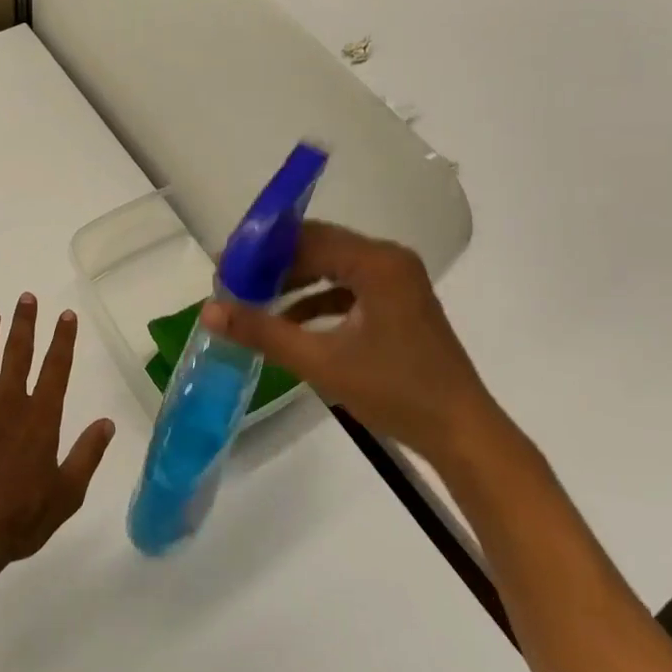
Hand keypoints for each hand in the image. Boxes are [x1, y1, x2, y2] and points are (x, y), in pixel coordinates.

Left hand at [0, 296, 114, 578]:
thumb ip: (87, 455)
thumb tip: (107, 423)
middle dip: (24, 324)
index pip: (56, 368)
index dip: (62, 340)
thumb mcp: (66, 495)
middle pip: (18, 354)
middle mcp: (8, 404)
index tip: (66, 315)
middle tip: (26, 297)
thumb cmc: (20, 518)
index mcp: (40, 418)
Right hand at [201, 221, 502, 461]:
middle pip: (320, 246)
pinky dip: (319, 298)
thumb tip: (210, 309)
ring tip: (255, 299)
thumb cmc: (394, 391)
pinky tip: (291, 321)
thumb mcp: (321, 361)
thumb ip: (263, 331)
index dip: (263, 249)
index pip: (307, 237)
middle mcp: (389, 259)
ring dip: (296, 281)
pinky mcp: (400, 302)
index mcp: (376, 262)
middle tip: (235, 282)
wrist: (462, 433)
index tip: (226, 265)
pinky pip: (349, 285)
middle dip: (276, 264)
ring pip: (333, 265)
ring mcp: (398, 280)